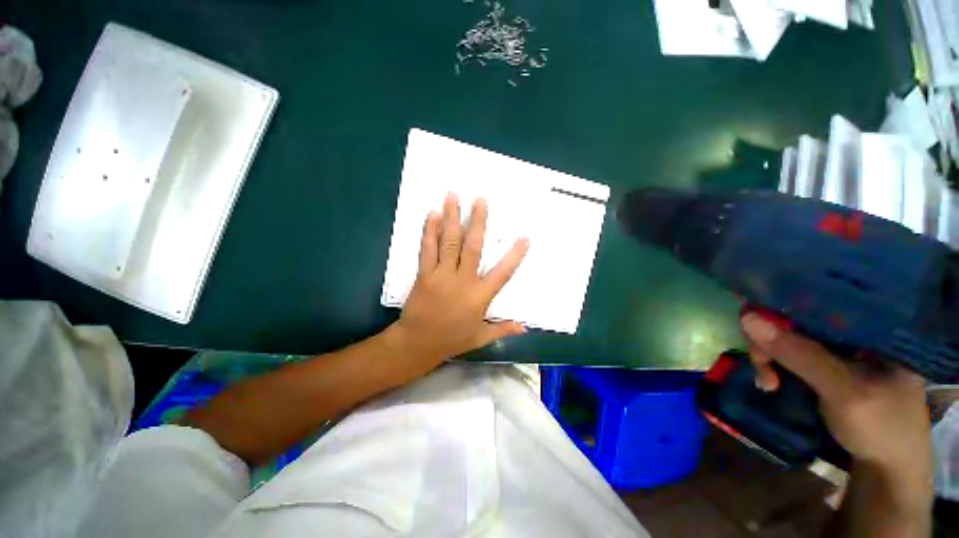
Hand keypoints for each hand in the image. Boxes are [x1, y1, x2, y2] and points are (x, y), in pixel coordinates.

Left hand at [391, 193, 529, 372]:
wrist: (418, 344)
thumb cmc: (451, 340)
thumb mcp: (480, 337)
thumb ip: (502, 328)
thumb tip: (525, 327)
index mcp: (480, 296)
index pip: (502, 273)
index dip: (514, 255)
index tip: (524, 237)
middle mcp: (463, 281)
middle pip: (473, 247)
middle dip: (478, 222)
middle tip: (480, 200)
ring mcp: (442, 276)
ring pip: (449, 242)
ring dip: (452, 218)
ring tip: (453, 196)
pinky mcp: (424, 274)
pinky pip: (427, 250)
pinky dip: (430, 231)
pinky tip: (432, 214)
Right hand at [740, 313, 930, 475]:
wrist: (886, 467)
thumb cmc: (880, 427)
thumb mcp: (843, 391)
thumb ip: (800, 355)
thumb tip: (747, 318)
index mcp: (875, 324)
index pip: (819, 297)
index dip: (781, 304)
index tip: (754, 325)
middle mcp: (856, 328)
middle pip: (798, 317)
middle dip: (771, 340)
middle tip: (761, 365)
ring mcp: (840, 347)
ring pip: (789, 335)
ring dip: (769, 356)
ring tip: (767, 382)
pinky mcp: (827, 363)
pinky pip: (790, 352)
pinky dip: (774, 365)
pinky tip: (771, 383)